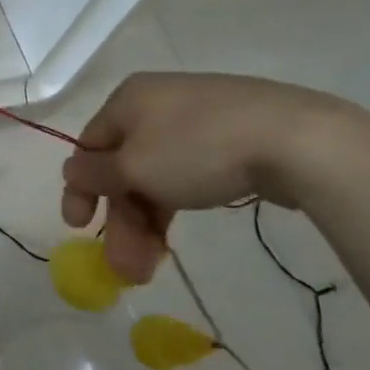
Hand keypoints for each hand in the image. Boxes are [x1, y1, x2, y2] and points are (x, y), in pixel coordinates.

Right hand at [60, 73, 361, 282]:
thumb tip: (72, 170)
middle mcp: (157, 104)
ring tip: (152, 268)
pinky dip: (175, 204)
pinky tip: (175, 235)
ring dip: (147, 222)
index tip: (78, 229)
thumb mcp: (135, 167)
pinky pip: (187, 173)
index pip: (89, 146)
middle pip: (125, 167)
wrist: (298, 140)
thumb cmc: (198, 149)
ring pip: (157, 175)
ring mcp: (198, 120)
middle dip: (122, 220)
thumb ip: (95, 174)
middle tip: (126, 269)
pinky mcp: (233, 138)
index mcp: (127, 100)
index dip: (80, 190)